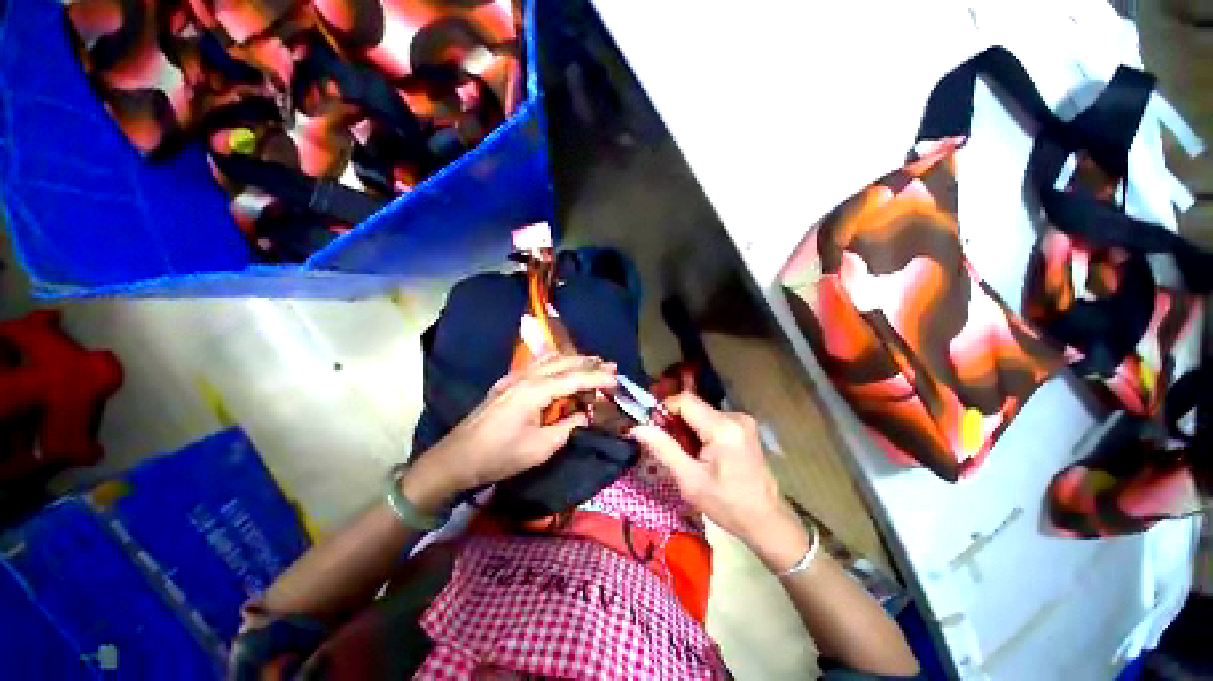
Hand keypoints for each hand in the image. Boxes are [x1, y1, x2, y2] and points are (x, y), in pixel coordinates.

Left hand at [403, 355, 616, 511]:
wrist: (455, 459)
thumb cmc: (498, 456)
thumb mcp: (540, 448)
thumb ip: (567, 427)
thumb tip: (583, 415)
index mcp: (534, 391)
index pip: (574, 379)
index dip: (597, 379)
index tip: (617, 381)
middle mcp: (525, 377)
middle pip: (563, 363)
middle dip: (589, 363)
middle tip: (611, 366)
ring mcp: (513, 378)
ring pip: (550, 361)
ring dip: (573, 361)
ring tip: (593, 364)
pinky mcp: (507, 384)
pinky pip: (538, 366)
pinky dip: (557, 365)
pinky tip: (563, 369)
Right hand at [631, 393, 807, 569]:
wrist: (766, 520)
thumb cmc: (727, 504)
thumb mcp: (689, 480)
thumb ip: (663, 449)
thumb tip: (636, 428)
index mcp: (723, 428)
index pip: (685, 400)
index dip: (664, 409)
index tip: (654, 428)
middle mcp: (735, 416)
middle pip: (693, 406)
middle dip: (674, 421)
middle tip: (667, 445)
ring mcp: (742, 420)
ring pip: (701, 412)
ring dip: (686, 427)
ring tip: (685, 453)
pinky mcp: (744, 427)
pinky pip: (712, 419)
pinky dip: (699, 430)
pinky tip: (700, 452)